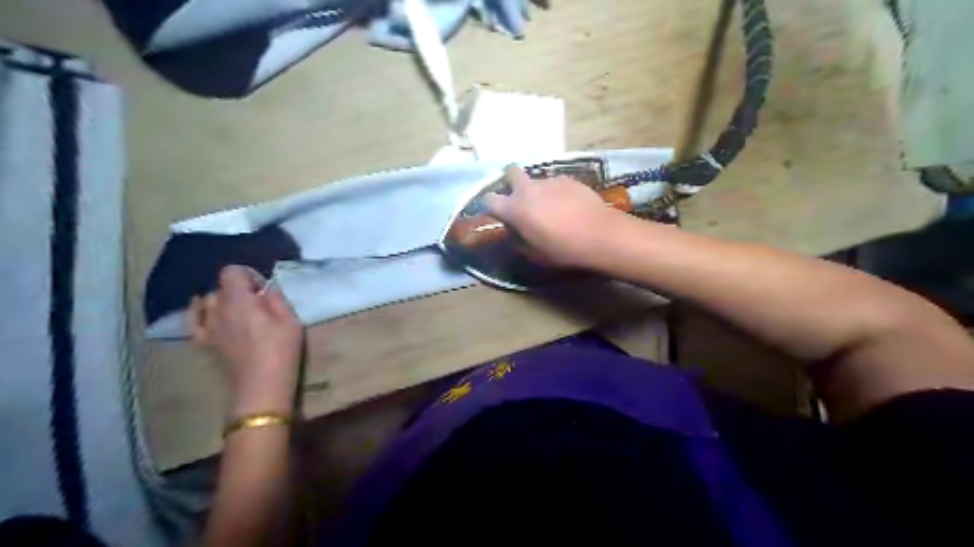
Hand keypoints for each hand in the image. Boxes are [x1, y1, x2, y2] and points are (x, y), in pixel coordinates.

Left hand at [191, 267, 302, 415]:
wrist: (261, 387)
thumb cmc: (281, 351)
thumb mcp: (291, 320)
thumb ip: (277, 299)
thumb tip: (268, 289)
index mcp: (239, 300)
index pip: (232, 271)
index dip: (250, 276)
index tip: (265, 291)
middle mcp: (218, 309)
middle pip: (221, 286)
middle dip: (239, 289)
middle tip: (259, 304)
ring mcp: (207, 326)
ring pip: (208, 301)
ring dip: (223, 301)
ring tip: (240, 313)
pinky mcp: (204, 343)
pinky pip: (195, 320)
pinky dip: (201, 314)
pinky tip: (212, 316)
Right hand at [483, 168, 618, 269]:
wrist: (600, 235)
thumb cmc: (563, 249)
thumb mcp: (534, 253)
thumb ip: (518, 239)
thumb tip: (514, 230)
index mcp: (515, 208)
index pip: (489, 199)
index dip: (490, 205)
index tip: (497, 212)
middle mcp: (529, 189)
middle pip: (511, 171)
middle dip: (511, 180)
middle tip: (520, 197)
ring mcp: (550, 181)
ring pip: (536, 180)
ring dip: (538, 190)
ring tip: (552, 207)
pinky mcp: (569, 179)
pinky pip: (556, 183)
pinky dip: (557, 192)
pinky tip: (569, 206)